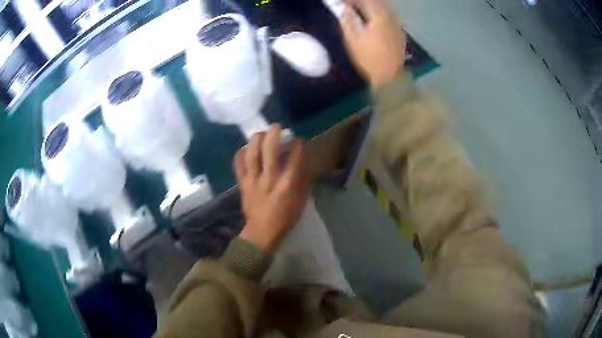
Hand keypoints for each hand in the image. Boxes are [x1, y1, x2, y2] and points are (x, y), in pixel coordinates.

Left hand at [234, 124, 313, 252]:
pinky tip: (245, 148)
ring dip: (256, 140)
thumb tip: (305, 164)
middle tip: (276, 127)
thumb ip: (304, 182)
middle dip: (273, 134)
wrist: (262, 232)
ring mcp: (253, 181)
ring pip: (252, 154)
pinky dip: (241, 153)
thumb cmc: (285, 218)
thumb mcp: (301, 202)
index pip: (293, 158)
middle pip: (269, 150)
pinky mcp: (242, 184)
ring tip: (260, 134)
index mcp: (287, 185)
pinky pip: (238, 164)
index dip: (296, 144)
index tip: (297, 139)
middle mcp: (269, 179)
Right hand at [340, 0, 406, 87]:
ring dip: (376, 5)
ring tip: (363, 8)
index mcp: (379, 18)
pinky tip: (377, 17)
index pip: (367, 1)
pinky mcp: (401, 35)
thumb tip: (344, 7)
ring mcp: (398, 27)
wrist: (387, 79)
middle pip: (379, 2)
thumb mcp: (352, 39)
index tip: (343, 3)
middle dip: (366, 2)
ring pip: (388, 8)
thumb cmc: (367, 59)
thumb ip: (348, 19)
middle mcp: (392, 19)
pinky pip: (392, 17)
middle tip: (353, 4)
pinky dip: (383, 13)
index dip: (353, 0)